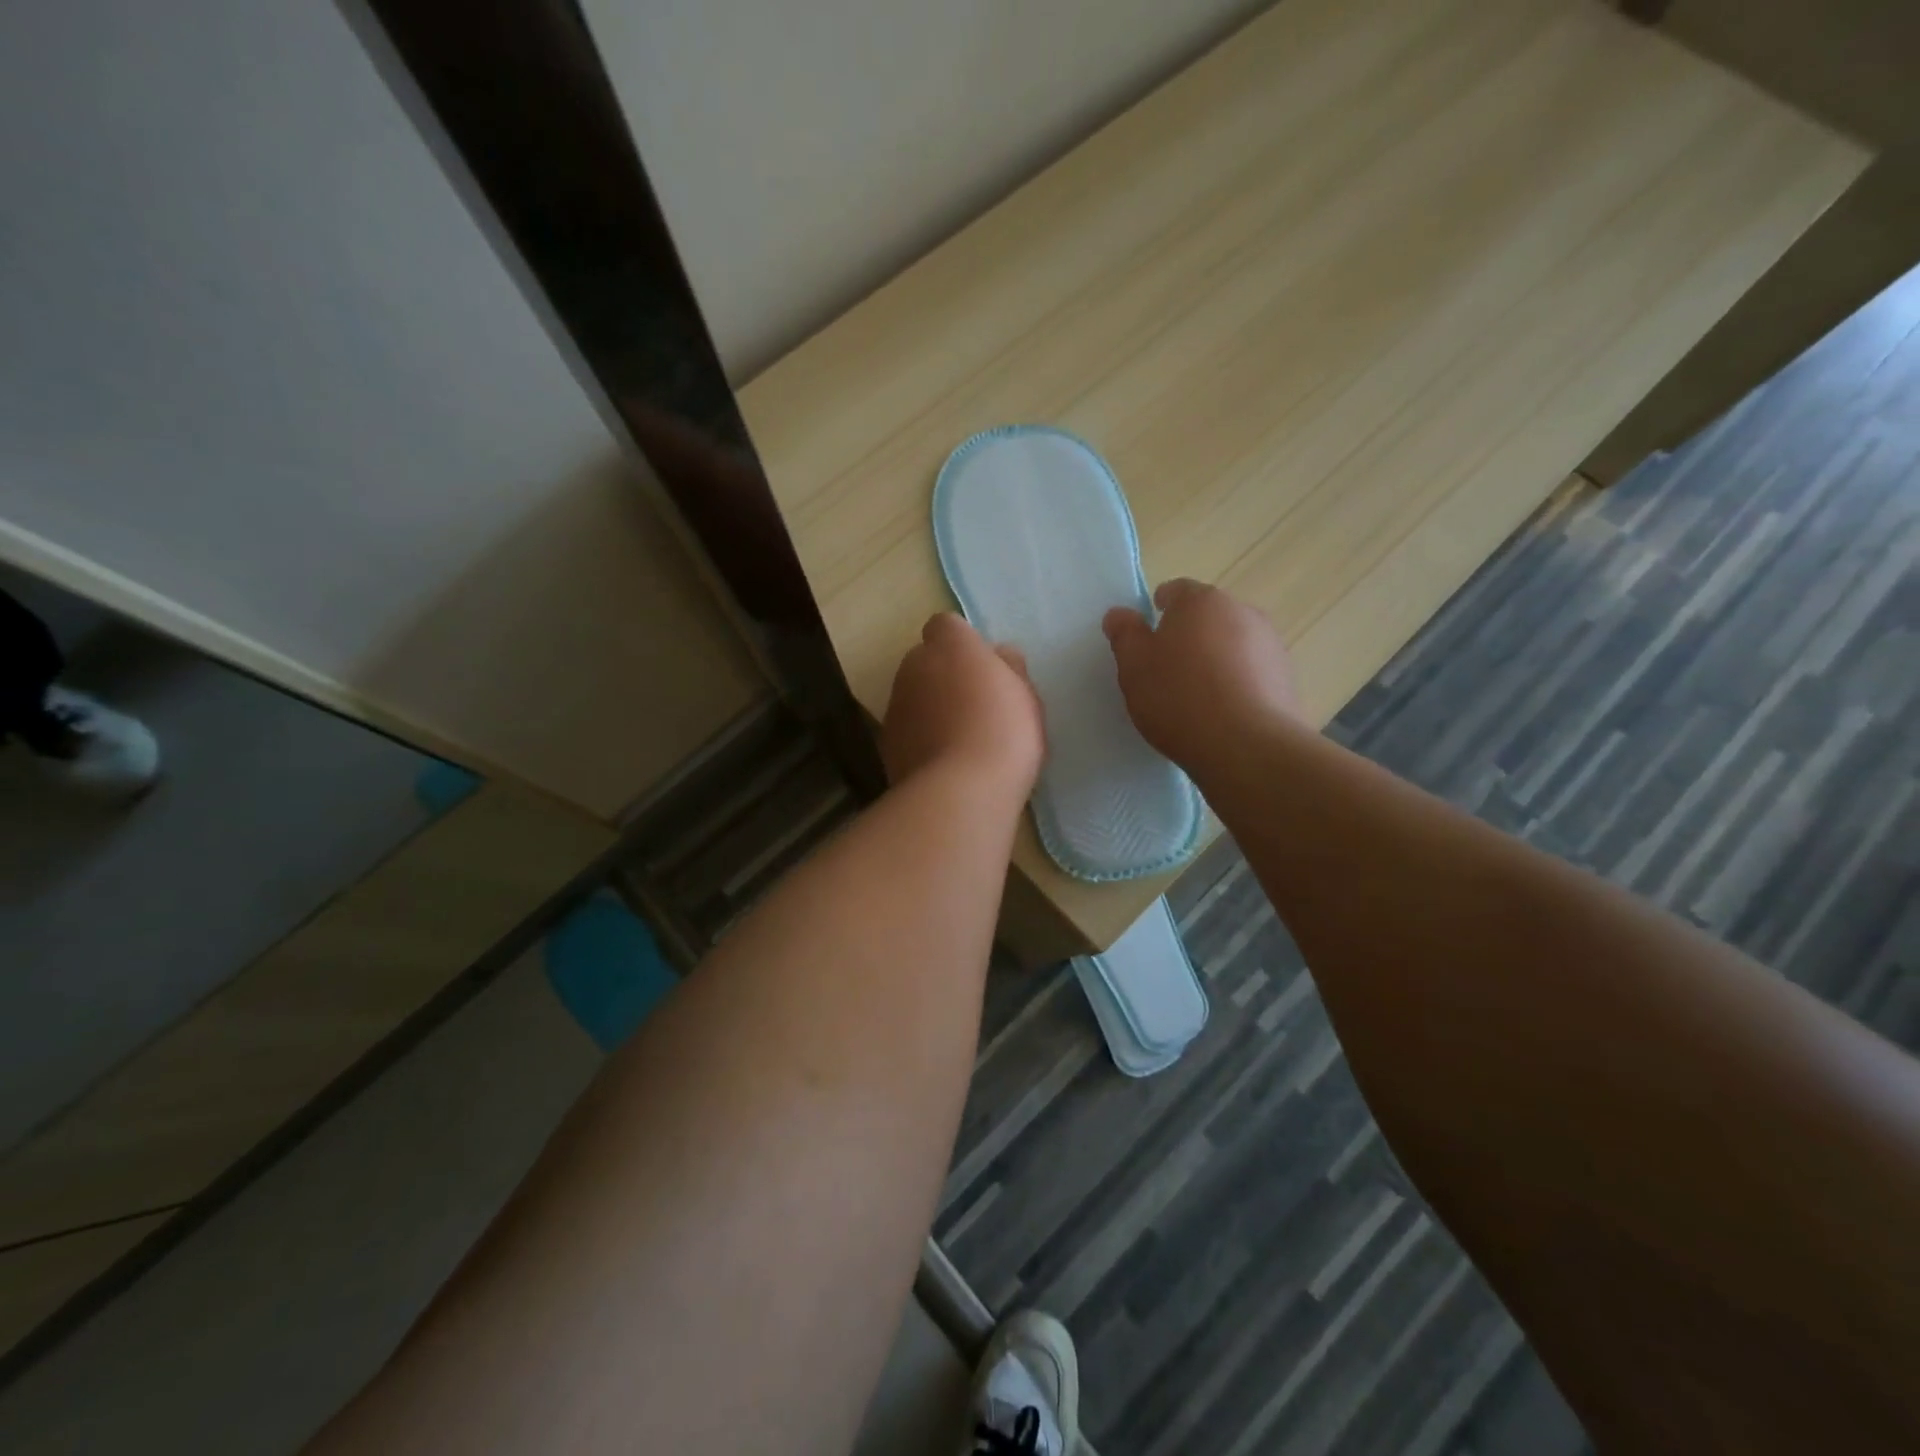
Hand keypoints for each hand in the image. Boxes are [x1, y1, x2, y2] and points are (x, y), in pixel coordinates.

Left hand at [882, 614, 1044, 796]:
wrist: (960, 792)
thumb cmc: (1004, 734)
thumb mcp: (1026, 697)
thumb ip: (1009, 668)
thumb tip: (998, 655)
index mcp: (951, 646)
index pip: (946, 625)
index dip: (963, 644)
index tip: (982, 669)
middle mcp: (914, 666)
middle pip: (925, 660)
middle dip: (944, 675)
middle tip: (975, 706)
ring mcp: (895, 704)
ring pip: (913, 695)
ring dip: (930, 707)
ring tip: (959, 740)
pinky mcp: (886, 741)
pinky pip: (906, 728)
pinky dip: (920, 737)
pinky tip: (943, 763)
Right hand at [1103, 579, 1302, 771]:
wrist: (1246, 746)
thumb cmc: (1179, 697)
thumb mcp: (1134, 666)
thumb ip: (1125, 635)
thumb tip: (1120, 614)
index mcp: (1201, 601)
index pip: (1176, 591)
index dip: (1158, 610)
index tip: (1148, 638)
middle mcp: (1242, 611)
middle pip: (1207, 617)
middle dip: (1189, 636)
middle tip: (1167, 671)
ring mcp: (1271, 644)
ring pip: (1232, 644)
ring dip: (1215, 660)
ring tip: (1196, 698)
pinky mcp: (1287, 677)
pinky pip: (1252, 672)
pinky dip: (1237, 684)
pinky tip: (1222, 714)